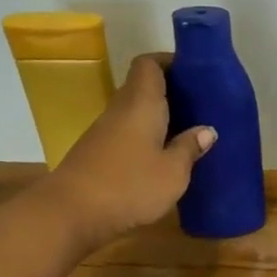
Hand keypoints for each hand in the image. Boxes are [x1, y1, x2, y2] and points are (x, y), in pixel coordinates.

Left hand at [48, 54, 214, 241]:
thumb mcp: (173, 172)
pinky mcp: (97, 152)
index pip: (149, 64)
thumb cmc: (129, 186)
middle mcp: (121, 109)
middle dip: (171, 92)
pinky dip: (146, 136)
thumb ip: (190, 148)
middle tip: (201, 105)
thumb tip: (207, 130)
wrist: (70, 213)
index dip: (170, 62)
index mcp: (142, 103)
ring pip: (135, 111)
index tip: (194, 74)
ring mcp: (105, 131)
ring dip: (159, 117)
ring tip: (188, 131)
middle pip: (143, 87)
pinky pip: (127, 132)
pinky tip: (162, 156)